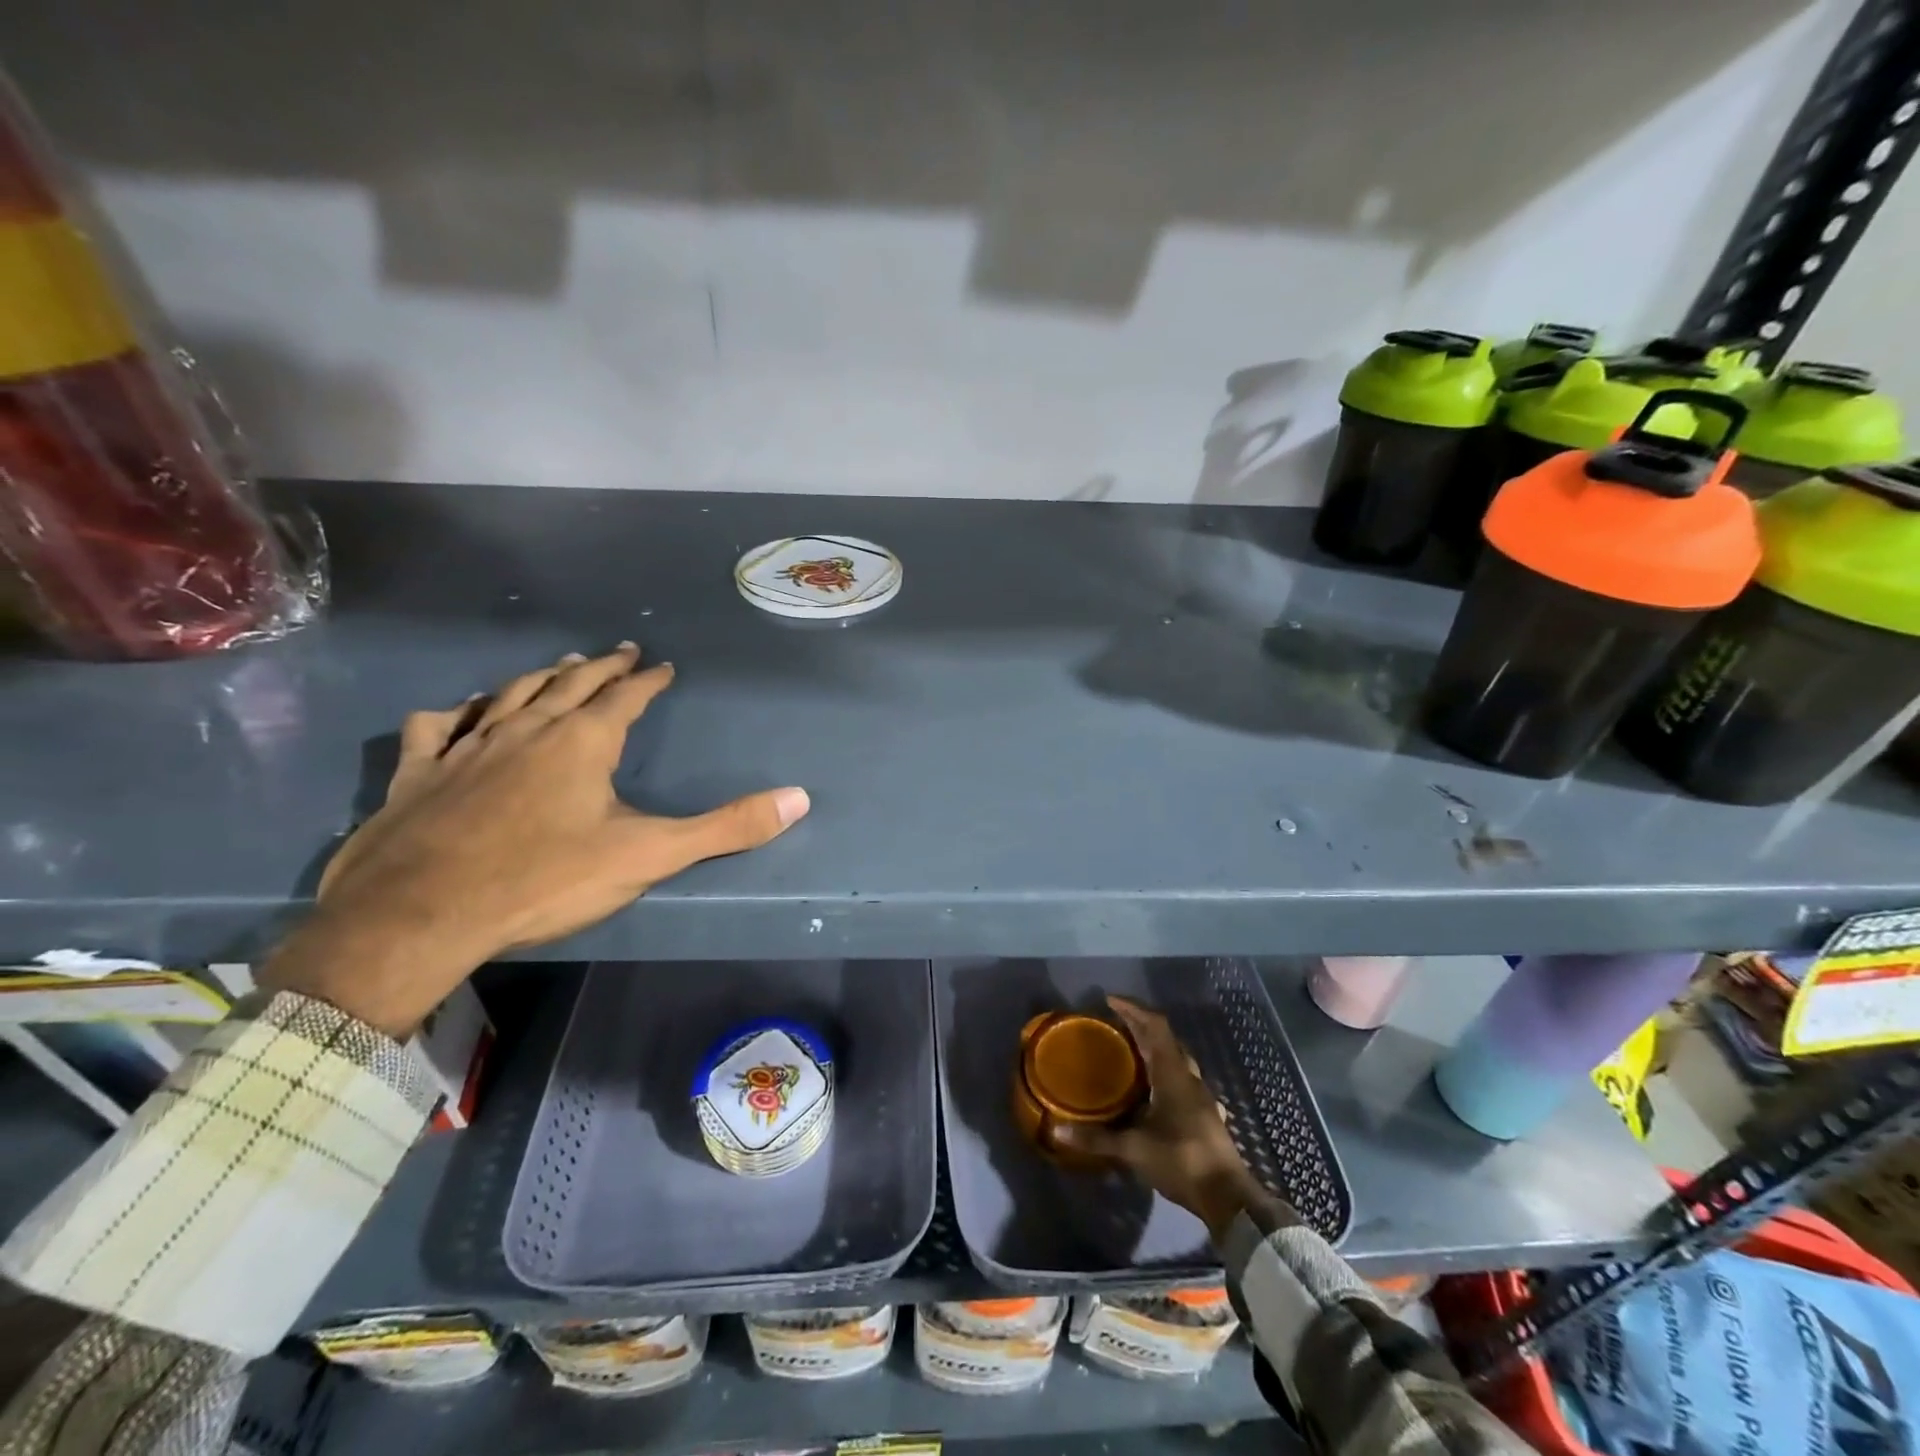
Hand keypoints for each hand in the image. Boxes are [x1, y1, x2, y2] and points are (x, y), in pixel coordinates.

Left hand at [262, 644, 809, 1036]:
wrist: (419, 916)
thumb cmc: (544, 880)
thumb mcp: (649, 856)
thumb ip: (726, 827)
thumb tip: (800, 799)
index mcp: (583, 741)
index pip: (626, 697)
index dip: (647, 680)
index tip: (662, 667)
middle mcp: (526, 729)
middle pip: (569, 684)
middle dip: (599, 667)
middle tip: (618, 652)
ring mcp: (467, 747)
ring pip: (508, 696)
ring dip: (538, 678)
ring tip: (558, 667)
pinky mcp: (418, 773)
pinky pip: (436, 727)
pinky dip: (454, 712)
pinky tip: (458, 711)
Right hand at [1050, 995, 1277, 1240]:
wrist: (1227, 1197)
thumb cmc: (1180, 1160)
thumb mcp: (1133, 1149)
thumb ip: (1097, 1138)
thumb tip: (1058, 1130)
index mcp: (1172, 1073)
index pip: (1155, 1026)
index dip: (1133, 1009)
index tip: (1110, 1001)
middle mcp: (1188, 1077)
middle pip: (1165, 1038)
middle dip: (1140, 1026)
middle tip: (1113, 1024)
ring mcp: (1200, 1096)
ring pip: (1176, 1058)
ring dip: (1153, 1048)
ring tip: (1129, 1052)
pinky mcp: (1204, 1113)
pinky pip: (1181, 1079)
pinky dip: (1163, 1071)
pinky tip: (1152, 1089)